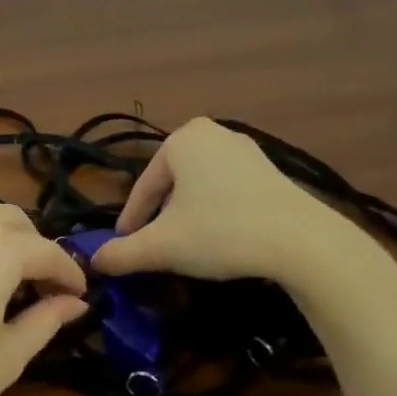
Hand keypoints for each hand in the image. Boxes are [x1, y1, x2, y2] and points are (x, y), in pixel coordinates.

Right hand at [91, 119, 396, 314]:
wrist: (301, 242)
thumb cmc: (221, 232)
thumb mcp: (163, 246)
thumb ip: (123, 253)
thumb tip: (95, 261)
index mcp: (182, 139)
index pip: (143, 187)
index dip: (131, 221)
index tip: (124, 247)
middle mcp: (213, 134)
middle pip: (170, 184)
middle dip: (160, 216)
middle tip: (153, 246)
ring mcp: (246, 150)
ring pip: (199, 188)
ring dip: (187, 216)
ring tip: (185, 245)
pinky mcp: (271, 171)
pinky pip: (227, 190)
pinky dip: (215, 213)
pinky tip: (219, 238)